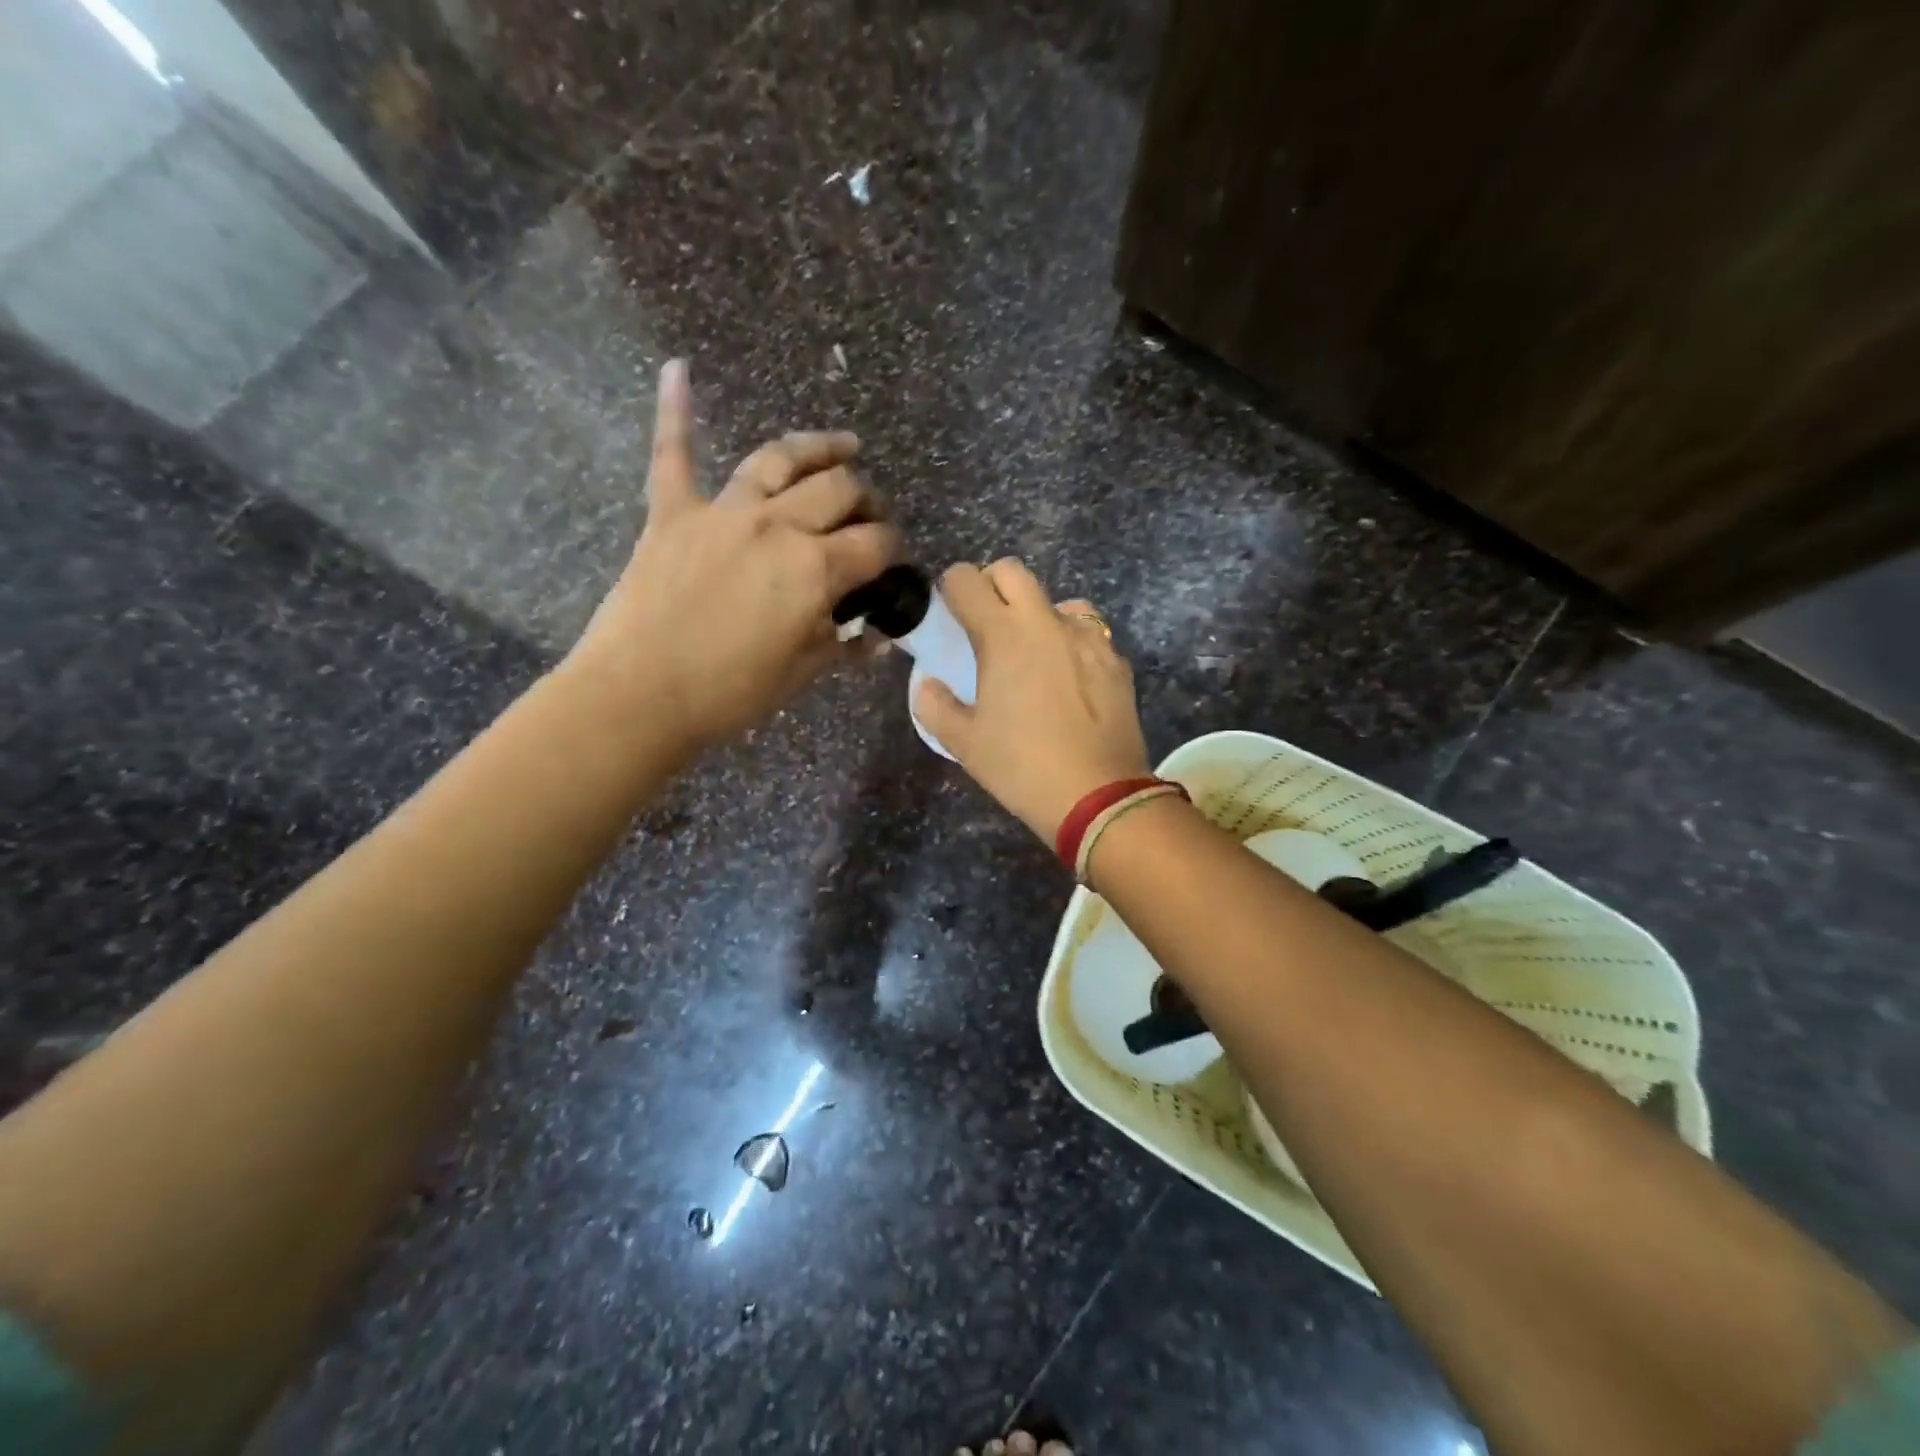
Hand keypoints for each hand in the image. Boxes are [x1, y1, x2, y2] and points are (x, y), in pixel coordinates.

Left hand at [563, 360, 899, 750]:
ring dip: (818, 448)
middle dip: (867, 500)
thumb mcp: (802, 674)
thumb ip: (845, 646)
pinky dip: (674, 411)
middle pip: (839, 490)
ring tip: (844, 445)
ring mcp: (723, 511)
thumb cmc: (730, 691)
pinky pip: (673, 454)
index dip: (894, 550)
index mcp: (815, 568)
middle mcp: (777, 525)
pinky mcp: (672, 513)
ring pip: (779, 459)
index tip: (894, 563)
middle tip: (871, 517)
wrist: (640, 694)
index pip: (875, 543)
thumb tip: (880, 638)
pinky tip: (677, 369)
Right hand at [915, 559, 1151, 841]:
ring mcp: (1087, 637)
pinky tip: (1068, 677)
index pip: (967, 580)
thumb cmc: (1021, 767)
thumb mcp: (964, 743)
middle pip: (1013, 571)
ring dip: (1037, 613)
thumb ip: (935, 705)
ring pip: (1056, 600)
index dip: (952, 588)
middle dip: (992, 585)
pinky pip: (1088, 632)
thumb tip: (927, 684)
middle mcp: (1045, 622)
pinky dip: (1070, 641)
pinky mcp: (1116, 659)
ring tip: (1032, 652)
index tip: (949, 611)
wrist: (1098, 795)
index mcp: (1002, 635)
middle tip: (985, 623)